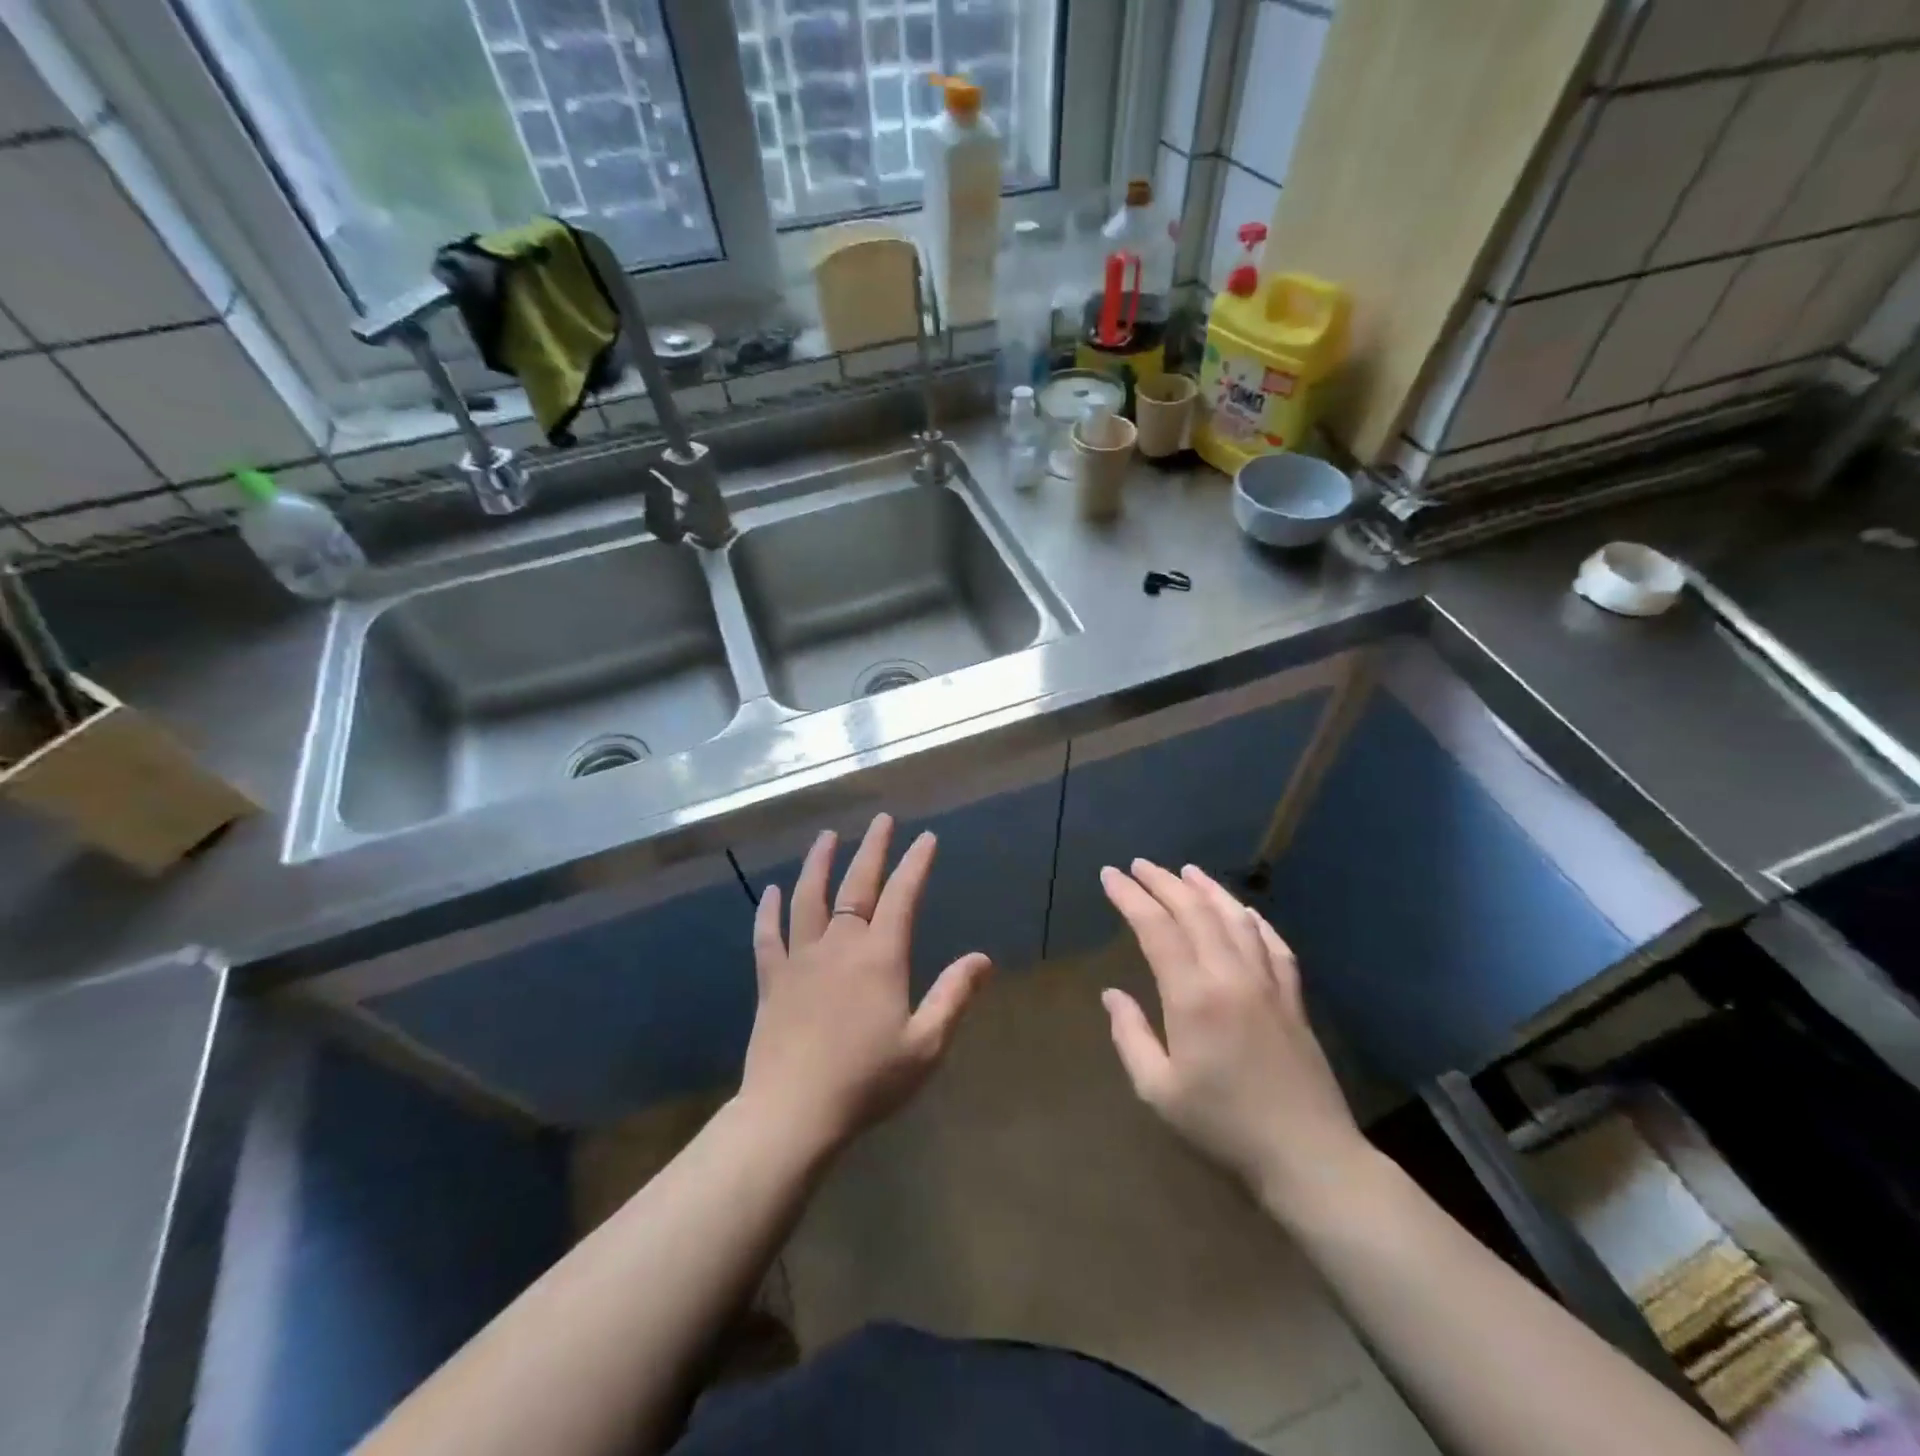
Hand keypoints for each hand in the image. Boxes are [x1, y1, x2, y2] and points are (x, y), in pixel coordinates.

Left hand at [740, 814, 991, 1153]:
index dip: (916, 864)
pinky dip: (769, 910)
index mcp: (880, 957)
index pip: (902, 896)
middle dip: (873, 849)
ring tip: (826, 837)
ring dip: (819, 863)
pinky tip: (770, 891)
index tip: (926, 838)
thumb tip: (983, 958)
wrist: (794, 1113)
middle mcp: (840, 946)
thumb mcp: (926, 1045)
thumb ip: (954, 996)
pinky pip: (768, 935)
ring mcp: (801, 959)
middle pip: (857, 885)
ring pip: (808, 898)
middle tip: (881, 820)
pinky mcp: (772, 979)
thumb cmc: (867, 1081)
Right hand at [1099, 859, 1370, 1217]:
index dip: (1130, 897)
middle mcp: (1231, 976)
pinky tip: (1243, 911)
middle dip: (1162, 882)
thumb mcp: (1159, 1091)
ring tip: (1185, 871)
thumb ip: (1131, 1036)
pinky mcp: (1294, 998)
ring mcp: (1268, 983)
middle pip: (1194, 911)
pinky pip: (1272, 943)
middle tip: (1138, 865)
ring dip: (1207, 889)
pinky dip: (1253, 919)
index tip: (1109, 876)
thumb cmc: (1224, 1127)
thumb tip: (1112, 995)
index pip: (1156, 928)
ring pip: (1235, 918)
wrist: (1309, 1157)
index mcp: (1193, 996)